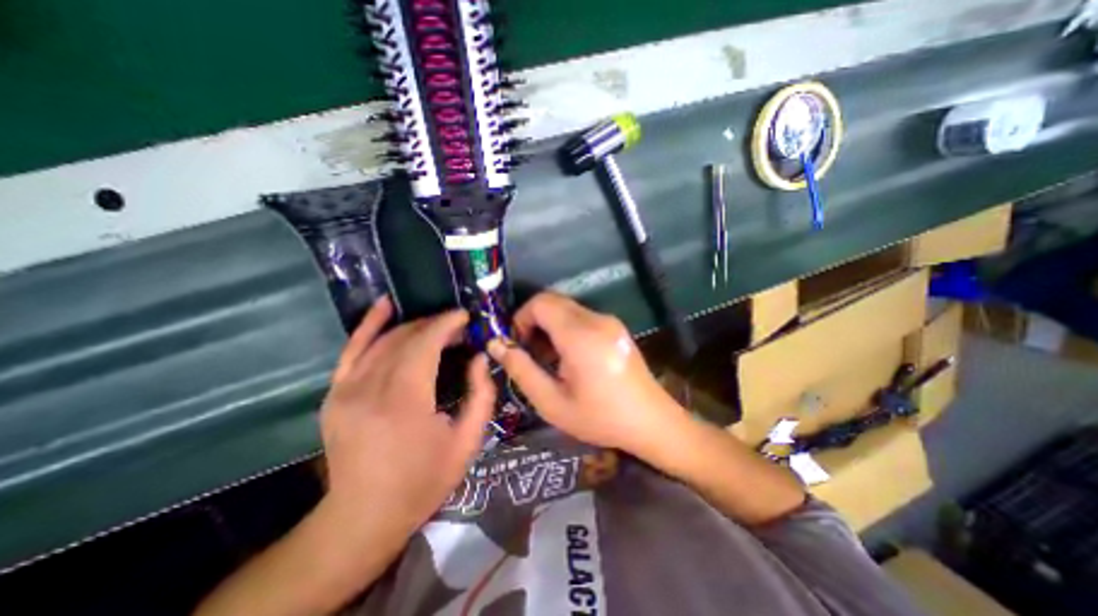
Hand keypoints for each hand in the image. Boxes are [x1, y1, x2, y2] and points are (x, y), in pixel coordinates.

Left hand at [320, 297, 496, 533]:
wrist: (363, 516)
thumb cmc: (423, 481)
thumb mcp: (467, 442)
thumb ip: (481, 394)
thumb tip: (481, 358)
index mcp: (404, 401)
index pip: (425, 343)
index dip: (447, 324)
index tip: (466, 317)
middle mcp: (370, 387)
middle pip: (406, 338)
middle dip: (436, 325)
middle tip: (458, 327)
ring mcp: (346, 388)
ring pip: (384, 339)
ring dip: (414, 326)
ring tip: (437, 325)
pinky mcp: (335, 393)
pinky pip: (352, 348)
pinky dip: (370, 324)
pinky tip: (385, 305)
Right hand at [487, 292, 682, 455]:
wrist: (651, 421)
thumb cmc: (600, 417)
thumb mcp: (552, 402)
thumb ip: (521, 369)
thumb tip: (496, 343)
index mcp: (580, 336)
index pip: (540, 302)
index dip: (521, 317)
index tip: (517, 345)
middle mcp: (596, 320)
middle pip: (553, 301)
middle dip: (533, 321)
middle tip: (530, 353)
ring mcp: (609, 321)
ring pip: (567, 308)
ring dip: (550, 326)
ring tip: (548, 359)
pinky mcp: (616, 327)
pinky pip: (582, 316)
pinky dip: (566, 328)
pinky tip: (569, 357)